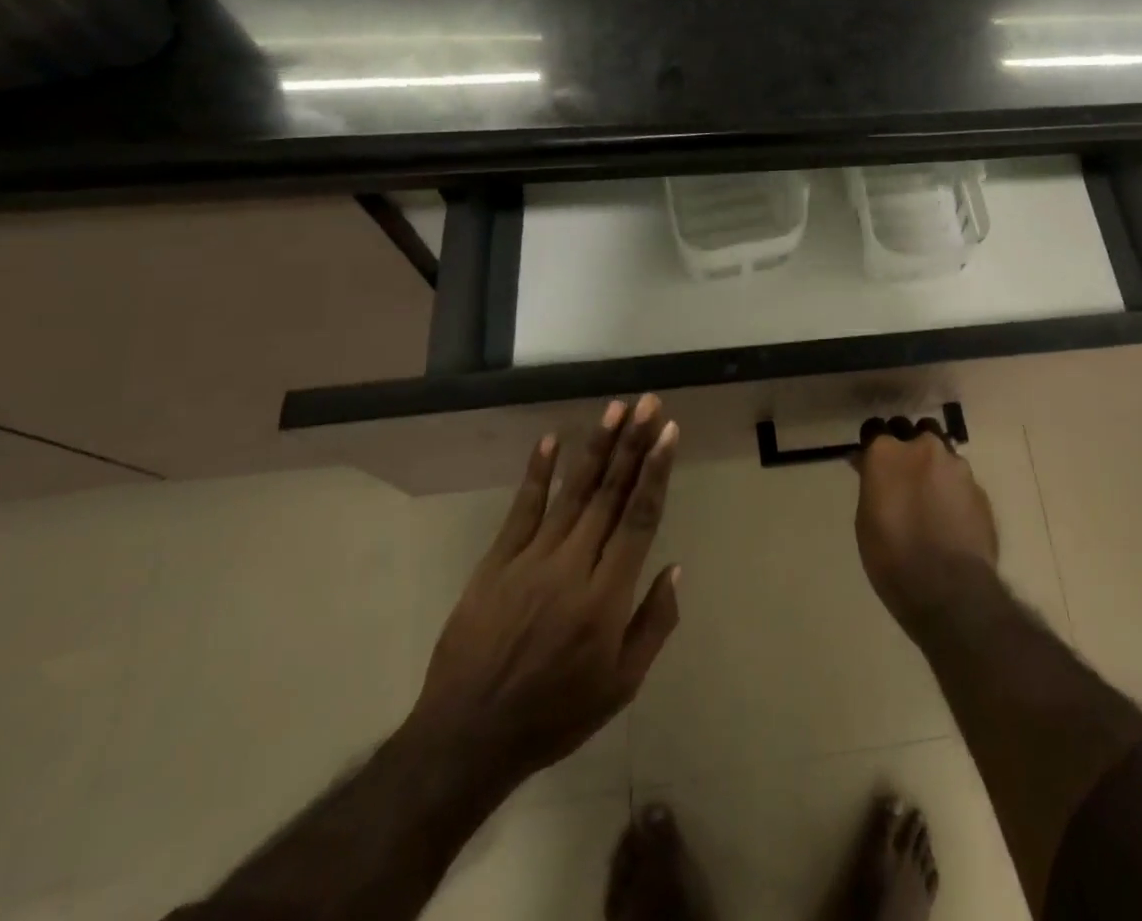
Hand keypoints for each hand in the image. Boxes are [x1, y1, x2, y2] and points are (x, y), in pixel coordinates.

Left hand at [405, 394, 681, 787]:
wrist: (466, 739)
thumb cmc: (555, 714)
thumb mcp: (622, 686)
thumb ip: (654, 623)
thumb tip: (674, 567)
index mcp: (607, 595)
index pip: (639, 517)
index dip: (656, 471)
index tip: (668, 432)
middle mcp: (573, 565)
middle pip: (610, 493)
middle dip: (633, 443)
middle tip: (648, 403)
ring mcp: (531, 560)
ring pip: (573, 492)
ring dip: (597, 447)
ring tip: (616, 408)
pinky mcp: (497, 563)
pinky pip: (522, 509)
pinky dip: (538, 473)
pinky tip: (551, 440)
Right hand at [853, 424, 998, 636]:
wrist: (950, 589)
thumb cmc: (892, 558)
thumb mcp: (865, 521)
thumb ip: (871, 483)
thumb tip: (867, 465)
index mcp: (887, 452)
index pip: (875, 429)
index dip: (873, 444)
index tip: (871, 461)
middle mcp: (923, 447)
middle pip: (912, 431)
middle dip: (906, 445)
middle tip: (902, 475)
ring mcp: (956, 464)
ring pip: (940, 450)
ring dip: (932, 464)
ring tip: (929, 494)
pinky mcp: (979, 486)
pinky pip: (959, 477)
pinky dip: (952, 488)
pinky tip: (950, 514)